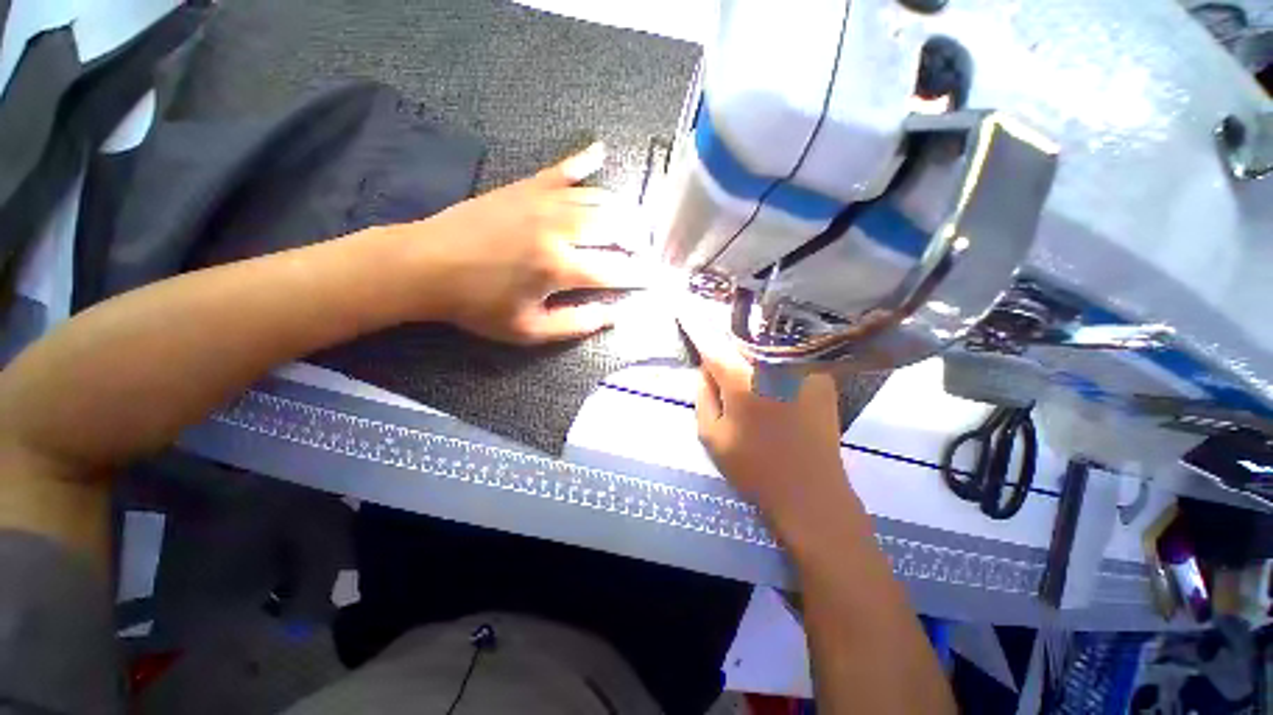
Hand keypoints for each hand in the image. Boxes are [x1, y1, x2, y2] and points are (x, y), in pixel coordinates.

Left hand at [403, 143, 654, 343]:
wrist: (426, 264)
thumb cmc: (478, 305)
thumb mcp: (528, 330)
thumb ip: (576, 324)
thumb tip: (614, 316)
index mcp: (559, 268)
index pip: (615, 272)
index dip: (640, 277)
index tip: (655, 279)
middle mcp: (559, 229)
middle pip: (615, 227)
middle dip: (639, 240)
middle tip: (647, 251)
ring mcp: (543, 201)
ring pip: (598, 198)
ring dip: (623, 210)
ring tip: (635, 222)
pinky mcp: (526, 186)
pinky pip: (562, 168)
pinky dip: (584, 159)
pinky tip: (600, 152)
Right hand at [678, 298, 853, 526]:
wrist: (811, 492)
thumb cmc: (755, 468)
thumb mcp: (712, 436)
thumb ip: (703, 395)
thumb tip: (706, 368)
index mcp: (743, 380)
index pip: (712, 344)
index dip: (695, 327)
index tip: (683, 308)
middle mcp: (774, 365)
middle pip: (741, 337)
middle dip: (726, 336)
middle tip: (718, 341)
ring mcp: (802, 368)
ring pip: (767, 342)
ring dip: (750, 343)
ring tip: (744, 352)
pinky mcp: (821, 377)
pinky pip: (789, 355)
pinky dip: (774, 353)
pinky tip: (770, 368)